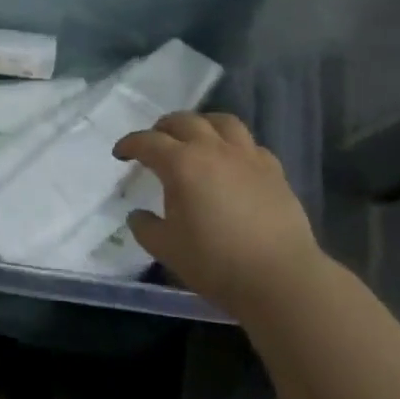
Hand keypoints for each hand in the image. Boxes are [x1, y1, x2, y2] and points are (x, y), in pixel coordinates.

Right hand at [114, 111, 324, 313]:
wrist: (279, 277)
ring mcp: (248, 157)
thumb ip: (145, 227)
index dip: (130, 144)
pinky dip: (233, 145)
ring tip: (194, 137)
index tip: (120, 153)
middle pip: (184, 121)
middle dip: (163, 127)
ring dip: (201, 124)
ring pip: (222, 122)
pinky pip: (249, 144)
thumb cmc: (215, 262)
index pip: (148, 142)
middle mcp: (214, 150)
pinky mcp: (273, 170)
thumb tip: (138, 215)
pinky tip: (231, 161)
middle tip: (154, 142)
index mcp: (182, 164)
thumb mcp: (166, 249)